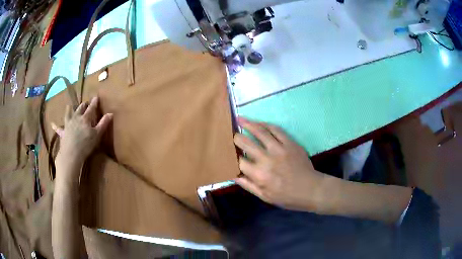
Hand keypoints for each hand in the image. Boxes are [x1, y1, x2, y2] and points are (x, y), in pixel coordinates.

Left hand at [52, 97, 111, 172]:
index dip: (94, 103)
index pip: (91, 108)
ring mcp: (68, 124)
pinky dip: (55, 126)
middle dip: (83, 105)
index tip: (96, 97)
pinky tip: (52, 124)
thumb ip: (103, 123)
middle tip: (85, 102)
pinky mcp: (63, 132)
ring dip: (69, 110)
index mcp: (85, 118)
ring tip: (69, 106)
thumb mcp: (97, 135)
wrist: (71, 153)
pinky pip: (58, 129)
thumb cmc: (86, 144)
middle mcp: (76, 118)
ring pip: (69, 115)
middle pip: (80, 109)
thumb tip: (110, 113)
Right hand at [233, 117, 327, 211]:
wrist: (311, 189)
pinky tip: (260, 123)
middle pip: (246, 143)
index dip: (232, 156)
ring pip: (260, 132)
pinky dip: (266, 125)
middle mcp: (266, 159)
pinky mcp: (290, 143)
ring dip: (248, 124)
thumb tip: (233, 175)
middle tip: (232, 134)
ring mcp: (279, 149)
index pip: (239, 161)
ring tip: (240, 119)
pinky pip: (276, 130)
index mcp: (259, 175)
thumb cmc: (287, 197)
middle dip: (236, 138)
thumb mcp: (265, 197)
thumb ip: (248, 185)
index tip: (230, 152)